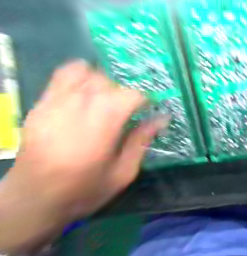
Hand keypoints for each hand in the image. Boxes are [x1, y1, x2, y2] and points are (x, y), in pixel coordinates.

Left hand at [0, 60, 159, 253]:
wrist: (32, 201)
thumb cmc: (86, 189)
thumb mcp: (124, 172)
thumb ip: (142, 141)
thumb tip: (162, 119)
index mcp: (101, 129)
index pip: (129, 96)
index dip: (145, 99)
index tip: (150, 109)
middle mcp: (77, 110)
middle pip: (110, 82)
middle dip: (127, 92)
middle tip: (132, 109)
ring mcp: (55, 104)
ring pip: (88, 73)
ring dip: (107, 83)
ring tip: (111, 100)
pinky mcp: (41, 105)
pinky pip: (64, 75)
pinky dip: (83, 76)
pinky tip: (90, 92)